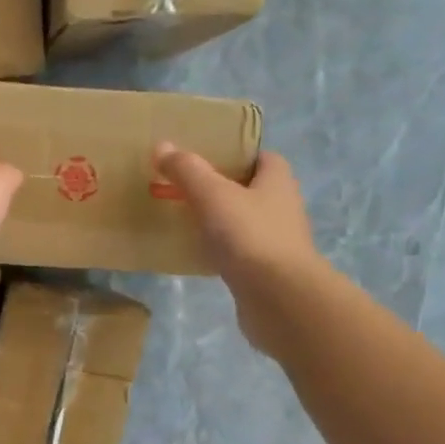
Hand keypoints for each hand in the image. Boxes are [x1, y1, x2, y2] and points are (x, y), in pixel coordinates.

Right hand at [154, 144, 327, 353]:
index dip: (235, 154)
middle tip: (184, 188)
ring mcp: (276, 242)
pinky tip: (194, 254)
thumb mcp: (212, 195)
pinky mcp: (265, 271)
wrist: (279, 298)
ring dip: (219, 220)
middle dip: (222, 188)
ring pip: (243, 222)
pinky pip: (237, 252)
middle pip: (250, 189)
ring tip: (183, 219)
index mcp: (277, 181)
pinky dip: (218, 250)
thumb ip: (187, 170)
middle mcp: (282, 207)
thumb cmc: (250, 236)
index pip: (261, 157)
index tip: (204, 158)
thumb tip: (162, 146)